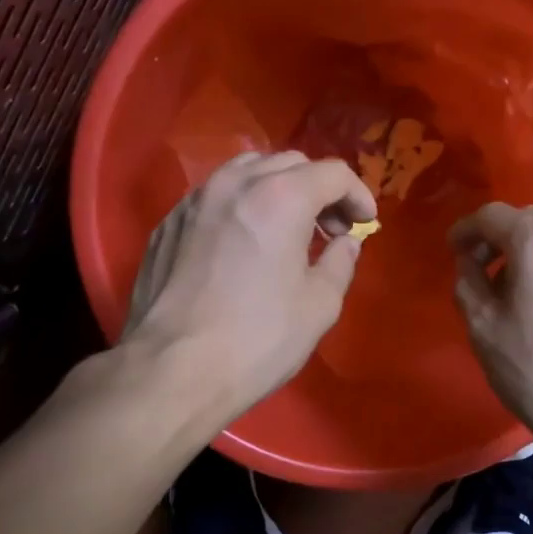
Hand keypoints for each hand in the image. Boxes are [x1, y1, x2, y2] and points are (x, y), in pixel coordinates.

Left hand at [124, 150, 376, 422]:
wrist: (172, 370)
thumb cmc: (257, 339)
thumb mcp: (319, 306)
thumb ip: (340, 263)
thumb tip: (345, 243)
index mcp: (280, 197)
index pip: (332, 173)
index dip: (357, 194)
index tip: (364, 223)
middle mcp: (234, 184)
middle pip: (289, 163)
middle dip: (319, 189)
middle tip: (331, 229)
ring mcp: (194, 200)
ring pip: (246, 171)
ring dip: (277, 189)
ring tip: (287, 229)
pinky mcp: (168, 224)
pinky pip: (214, 196)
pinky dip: (241, 206)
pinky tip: (244, 244)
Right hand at [451, 203, 532, 452]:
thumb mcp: (483, 328)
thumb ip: (468, 283)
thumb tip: (470, 262)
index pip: (493, 215)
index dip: (466, 229)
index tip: (453, 251)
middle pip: (530, 221)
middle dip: (500, 238)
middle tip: (481, 269)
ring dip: (531, 253)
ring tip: (516, 291)